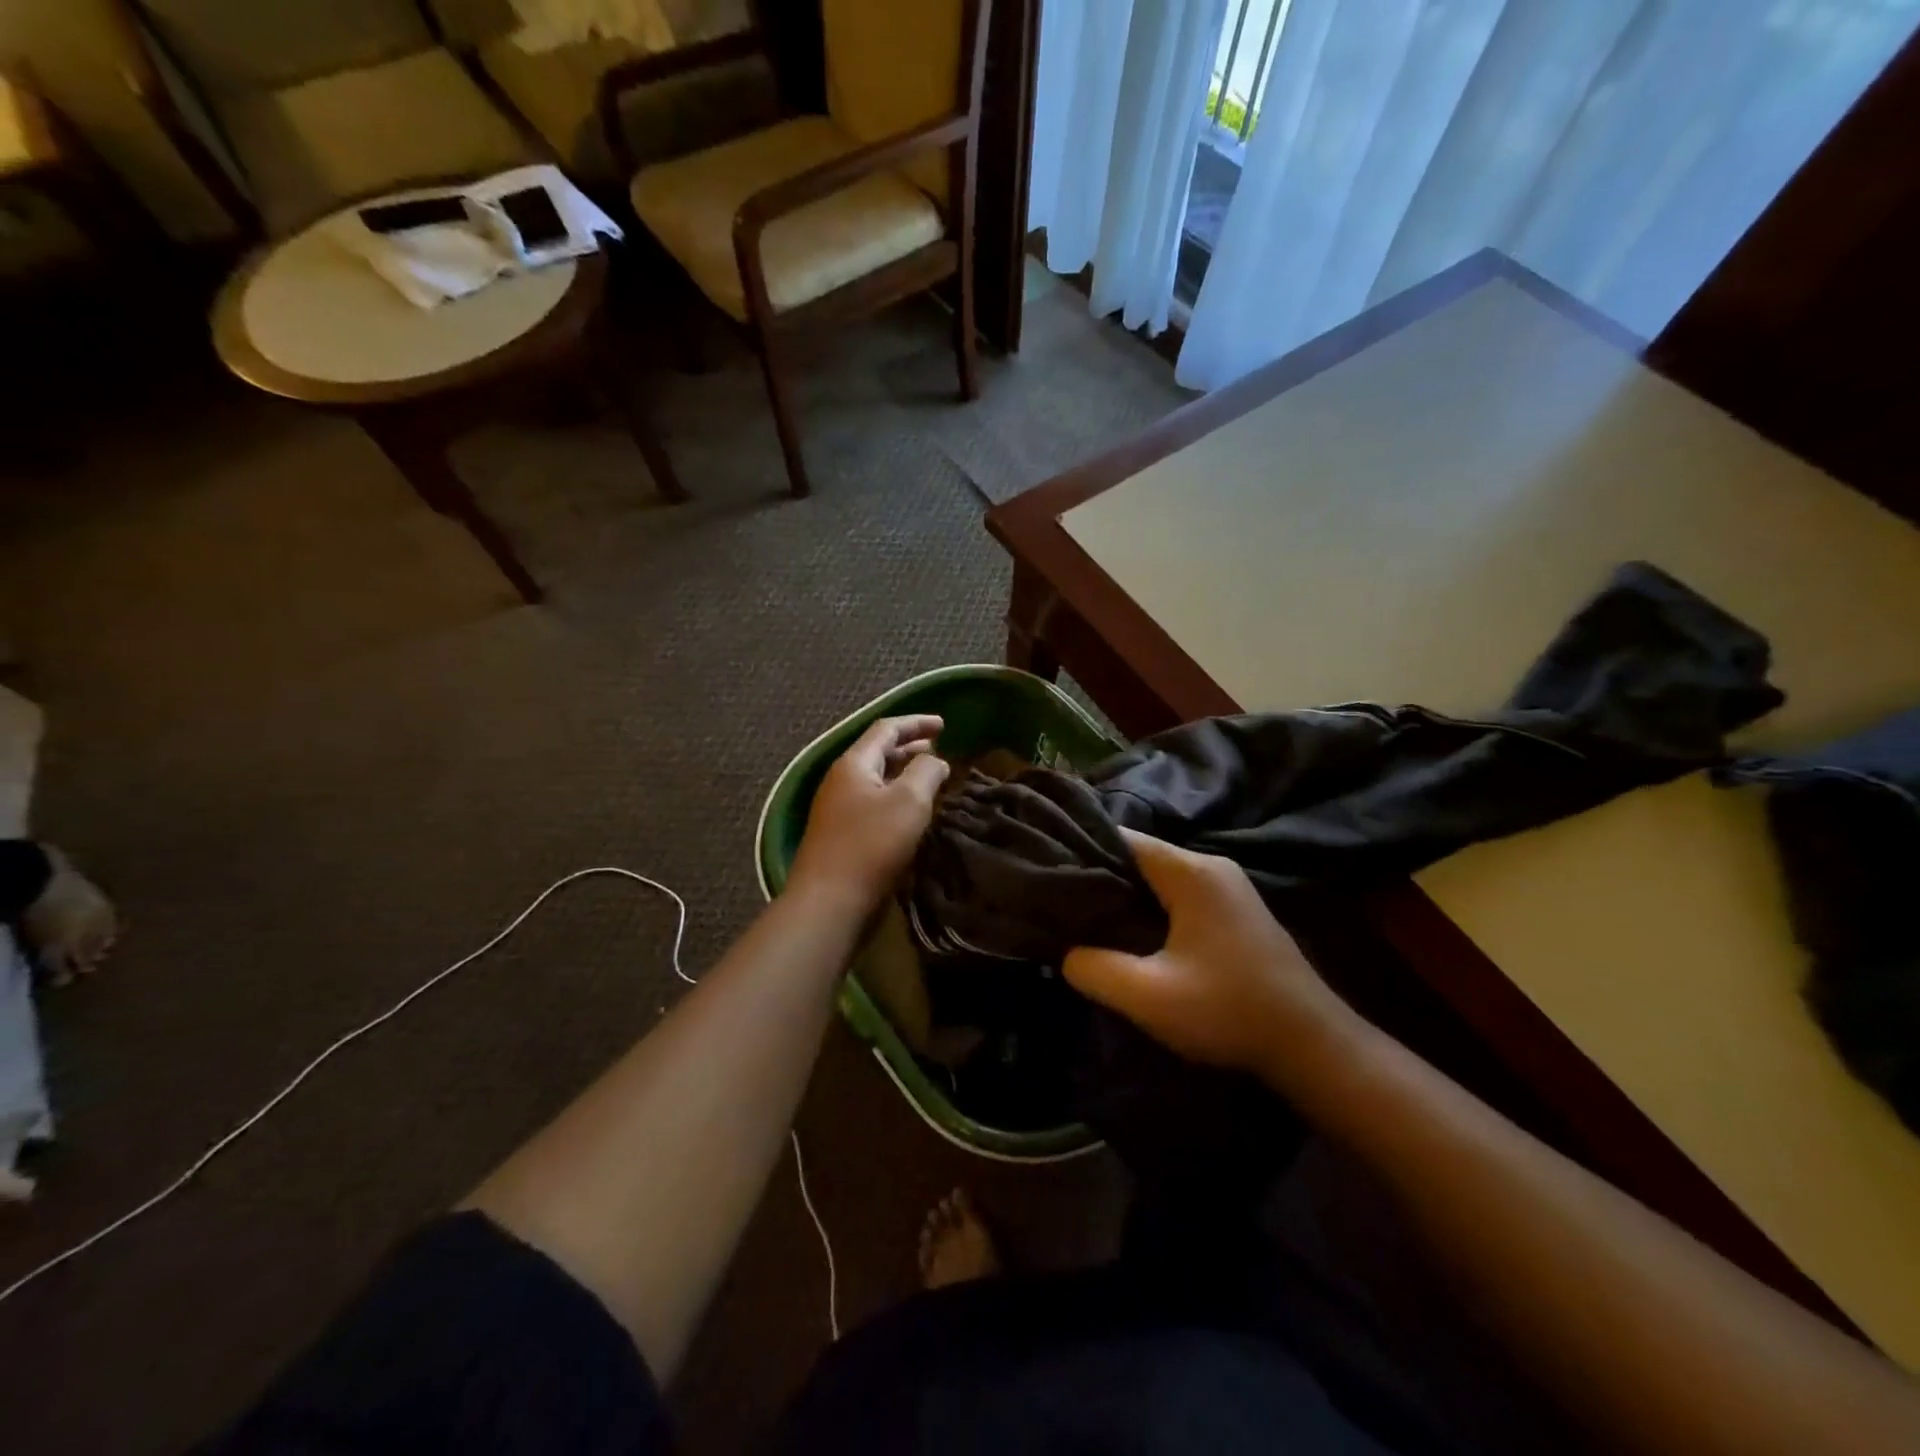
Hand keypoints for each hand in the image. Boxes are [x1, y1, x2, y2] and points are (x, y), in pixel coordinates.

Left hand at [788, 715, 948, 912]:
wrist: (829, 901)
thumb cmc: (871, 844)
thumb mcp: (909, 801)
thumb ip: (926, 771)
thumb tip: (935, 760)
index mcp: (853, 763)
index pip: (886, 729)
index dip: (916, 723)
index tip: (944, 724)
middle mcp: (841, 780)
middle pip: (878, 752)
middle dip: (910, 747)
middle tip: (938, 748)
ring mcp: (838, 808)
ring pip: (876, 779)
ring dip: (904, 773)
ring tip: (930, 777)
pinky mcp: (842, 834)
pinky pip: (873, 803)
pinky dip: (895, 797)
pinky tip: (912, 812)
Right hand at [1063, 830, 1349, 1077]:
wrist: (1312, 1045)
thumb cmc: (1229, 1011)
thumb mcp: (1149, 997)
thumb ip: (1095, 969)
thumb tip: (1066, 952)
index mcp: (1191, 872)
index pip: (1122, 839)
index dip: (1082, 852)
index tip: (1050, 875)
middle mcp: (1211, 867)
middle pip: (1140, 856)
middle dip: (1101, 876)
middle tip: (1061, 903)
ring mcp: (1228, 887)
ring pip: (1159, 878)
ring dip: (1125, 895)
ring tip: (1087, 920)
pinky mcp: (1234, 911)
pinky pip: (1178, 894)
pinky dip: (1150, 907)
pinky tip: (1131, 935)